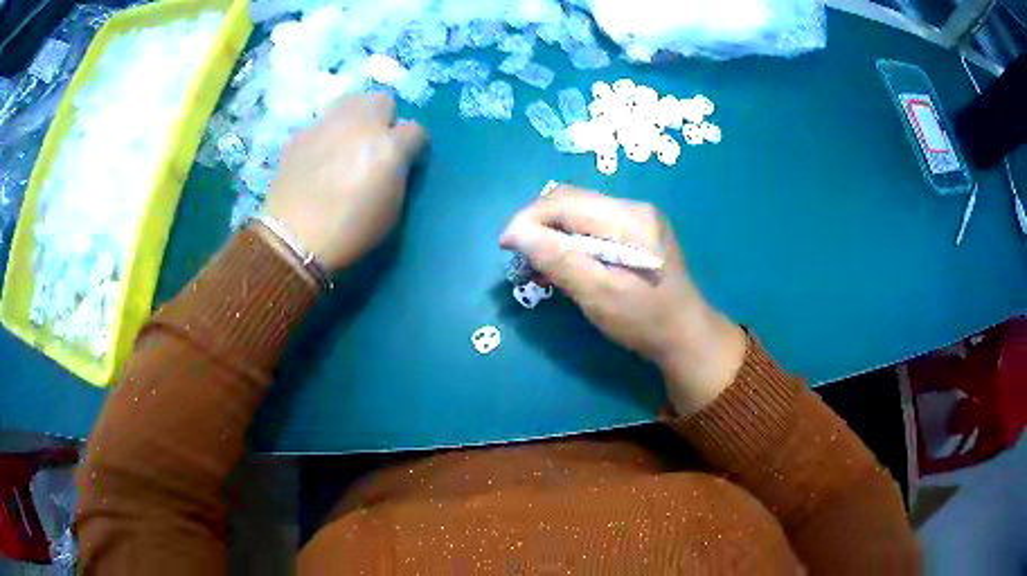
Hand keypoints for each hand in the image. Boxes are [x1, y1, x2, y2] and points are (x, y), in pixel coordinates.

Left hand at [261, 92, 427, 272]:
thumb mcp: (391, 210)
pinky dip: (327, 135)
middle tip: (376, 146)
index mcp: (389, 146)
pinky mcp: (301, 134)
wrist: (294, 239)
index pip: (417, 130)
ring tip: (347, 144)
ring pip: (351, 101)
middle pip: (382, 101)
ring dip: (356, 118)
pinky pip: (322, 123)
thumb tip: (395, 162)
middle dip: (385, 120)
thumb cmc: (350, 232)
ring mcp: (326, 125)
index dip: (413, 147)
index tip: (406, 163)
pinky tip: (319, 159)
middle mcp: (360, 125)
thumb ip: (398, 175)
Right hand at [499, 186, 746, 414]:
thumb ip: (558, 260)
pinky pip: (592, 225)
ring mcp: (638, 218)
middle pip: (572, 202)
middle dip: (538, 224)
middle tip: (519, 256)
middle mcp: (634, 208)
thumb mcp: (598, 294)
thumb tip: (516, 233)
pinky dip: (570, 240)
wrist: (686, 336)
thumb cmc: (644, 320)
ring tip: (535, 263)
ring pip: (579, 212)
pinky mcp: (636, 232)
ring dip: (552, 232)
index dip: (529, 219)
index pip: (566, 203)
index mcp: (630, 219)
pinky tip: (560, 262)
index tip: (505, 246)